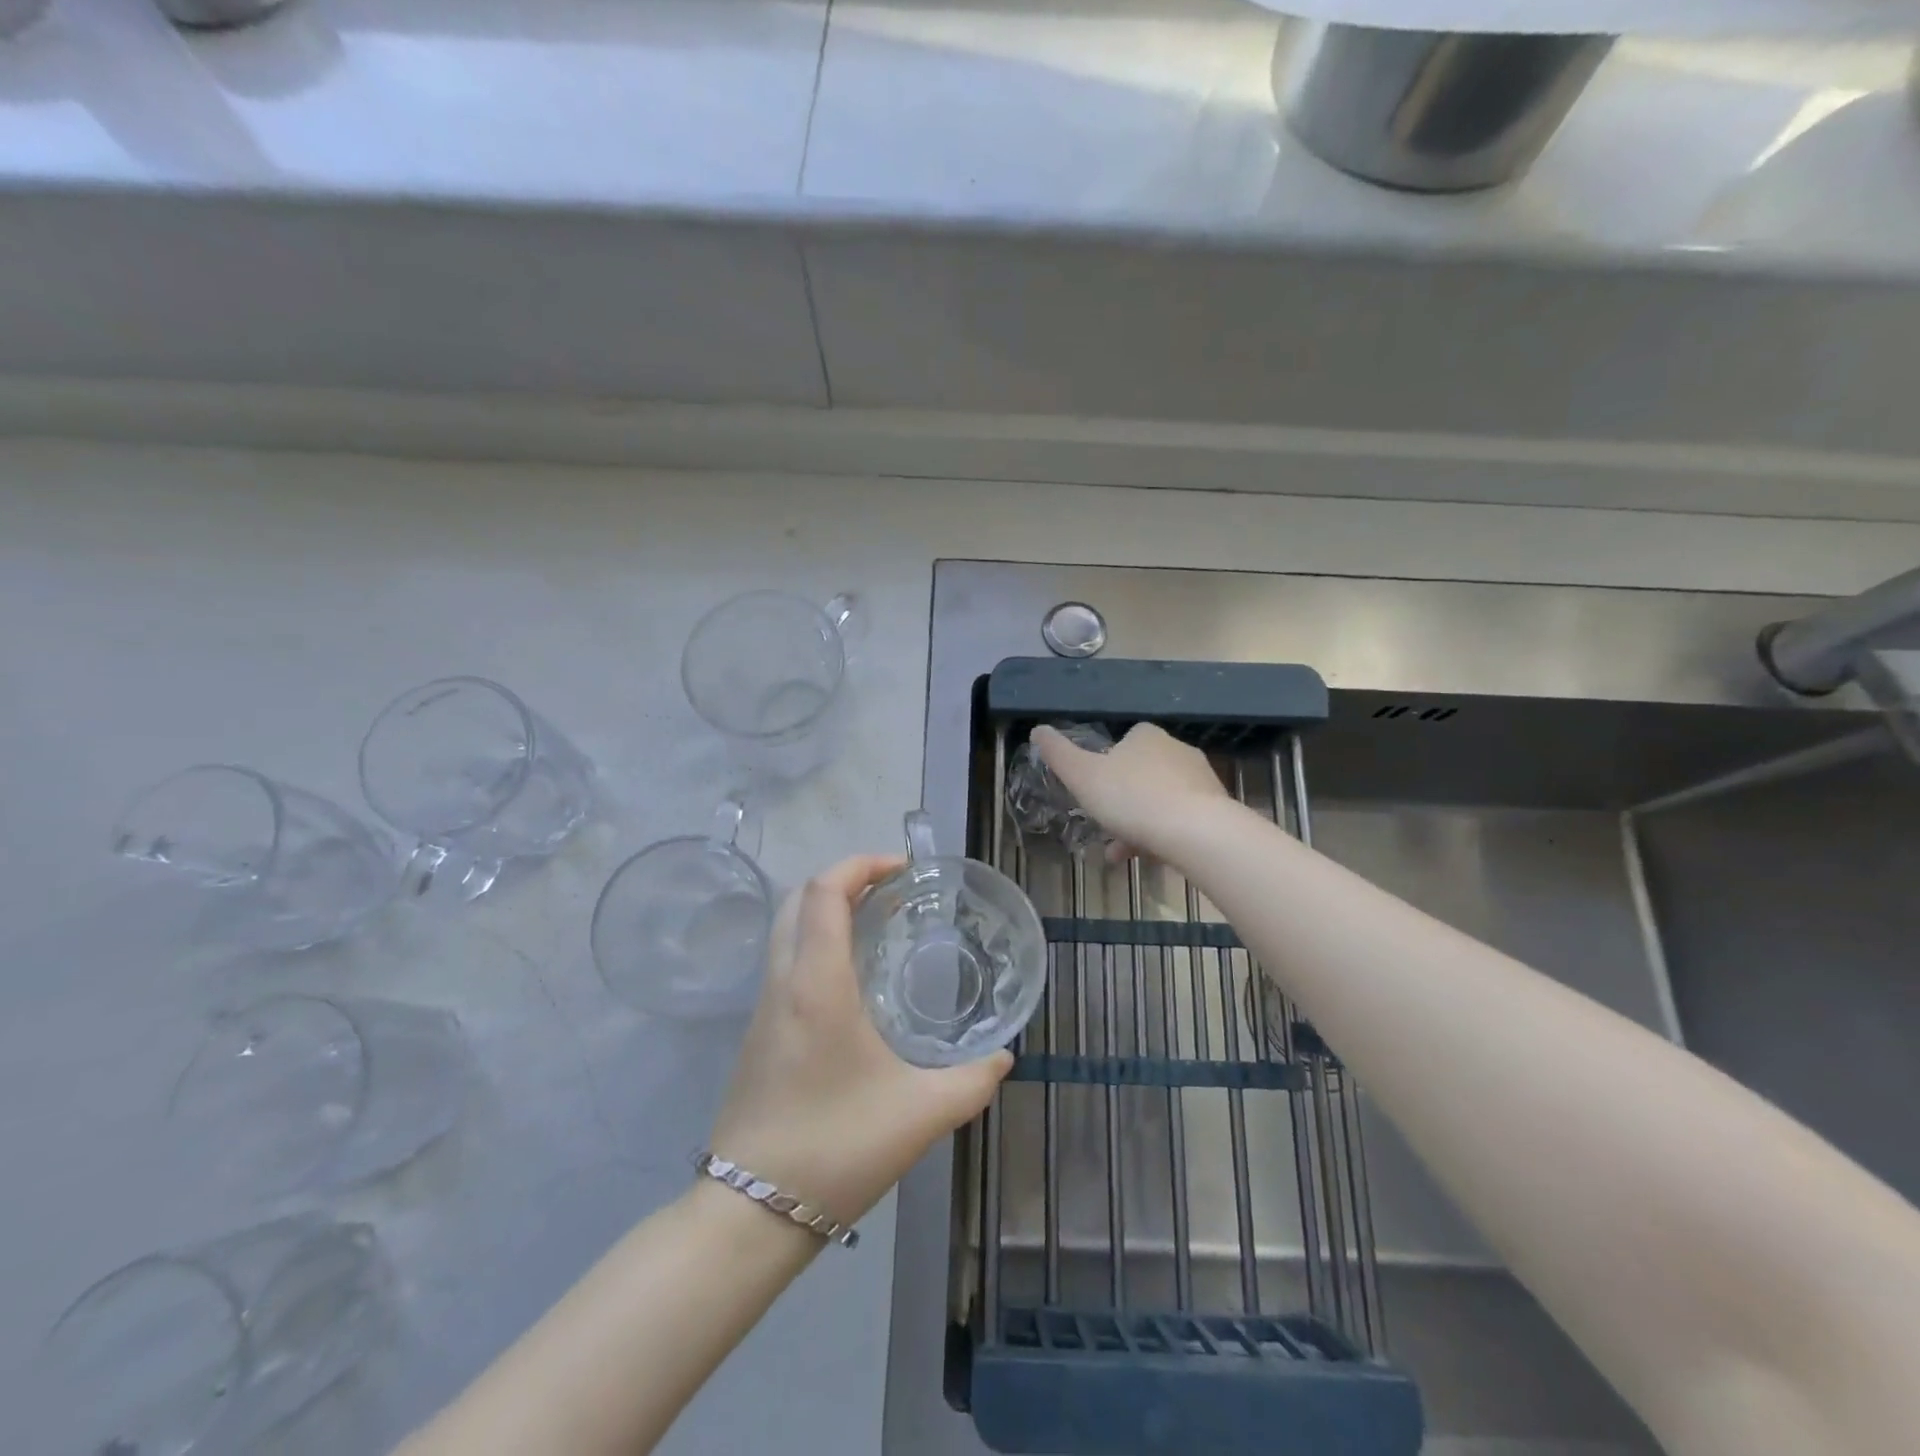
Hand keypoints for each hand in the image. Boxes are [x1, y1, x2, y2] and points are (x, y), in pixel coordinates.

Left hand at [708, 855, 1012, 1225]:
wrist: (750, 1214)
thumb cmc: (836, 1147)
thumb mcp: (921, 1114)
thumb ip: (973, 1081)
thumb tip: (1004, 1056)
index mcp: (817, 984)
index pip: (824, 890)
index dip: (861, 863)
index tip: (903, 869)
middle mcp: (783, 982)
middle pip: (799, 899)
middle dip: (845, 879)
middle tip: (894, 892)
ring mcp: (764, 1008)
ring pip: (787, 929)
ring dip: (828, 910)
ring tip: (880, 927)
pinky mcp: (758, 1034)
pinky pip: (785, 961)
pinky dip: (817, 942)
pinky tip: (854, 980)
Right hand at [1032, 722, 1230, 861]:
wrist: (1196, 832)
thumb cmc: (1131, 798)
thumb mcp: (1082, 776)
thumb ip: (1058, 754)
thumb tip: (1037, 729)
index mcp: (1146, 736)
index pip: (1124, 743)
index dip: (1105, 767)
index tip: (1094, 793)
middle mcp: (1177, 750)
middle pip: (1141, 774)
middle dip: (1121, 803)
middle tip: (1105, 829)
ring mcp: (1201, 779)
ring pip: (1160, 800)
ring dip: (1139, 824)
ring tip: (1121, 854)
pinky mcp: (1217, 808)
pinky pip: (1182, 819)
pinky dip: (1163, 835)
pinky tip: (1149, 858)